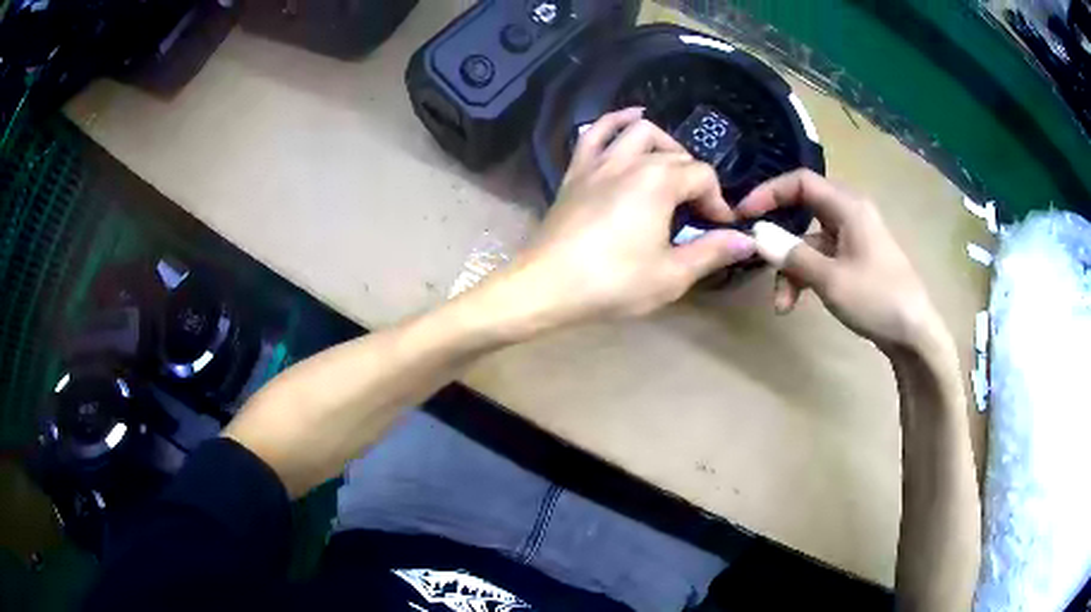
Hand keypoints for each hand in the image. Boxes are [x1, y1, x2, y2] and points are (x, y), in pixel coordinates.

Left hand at [506, 108, 755, 325]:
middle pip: (676, 155)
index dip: (718, 202)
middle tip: (697, 212)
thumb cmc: (612, 282)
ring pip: (640, 132)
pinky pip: (596, 132)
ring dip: (664, 144)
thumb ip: (712, 252)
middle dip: (695, 179)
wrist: (546, 285)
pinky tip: (631, 118)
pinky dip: (616, 120)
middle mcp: (631, 160)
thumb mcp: (671, 275)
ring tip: (674, 167)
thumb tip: (749, 240)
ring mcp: (600, 161)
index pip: (703, 177)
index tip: (720, 229)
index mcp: (659, 182)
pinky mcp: (577, 170)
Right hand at [738, 169, 944, 350]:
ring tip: (782, 306)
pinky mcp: (856, 261)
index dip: (769, 192)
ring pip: (810, 243)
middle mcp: (850, 215)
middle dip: (779, 241)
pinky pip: (822, 259)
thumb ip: (792, 255)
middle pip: (803, 213)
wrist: (914, 334)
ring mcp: (854, 239)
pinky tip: (797, 303)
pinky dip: (807, 277)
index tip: (744, 215)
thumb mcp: (830, 279)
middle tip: (756, 259)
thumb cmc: (876, 299)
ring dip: (792, 270)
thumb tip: (756, 235)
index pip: (801, 182)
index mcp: (848, 207)